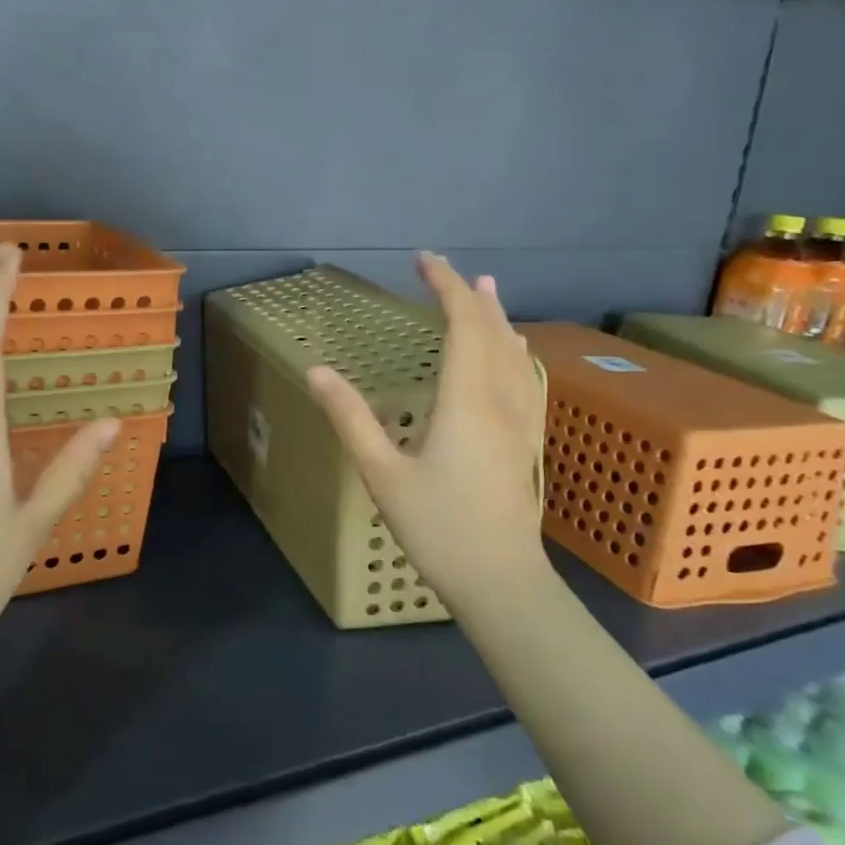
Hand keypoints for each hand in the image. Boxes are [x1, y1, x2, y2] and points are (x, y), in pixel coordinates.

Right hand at [306, 252, 549, 610]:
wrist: (502, 583)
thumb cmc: (439, 528)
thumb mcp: (381, 474)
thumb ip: (350, 418)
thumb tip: (317, 370)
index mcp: (467, 400)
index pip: (462, 325)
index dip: (444, 287)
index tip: (422, 261)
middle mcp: (500, 399)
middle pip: (492, 332)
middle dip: (469, 295)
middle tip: (446, 269)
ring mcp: (521, 421)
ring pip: (514, 353)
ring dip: (496, 317)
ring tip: (486, 291)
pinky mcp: (527, 440)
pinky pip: (525, 378)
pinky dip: (514, 350)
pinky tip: (514, 354)